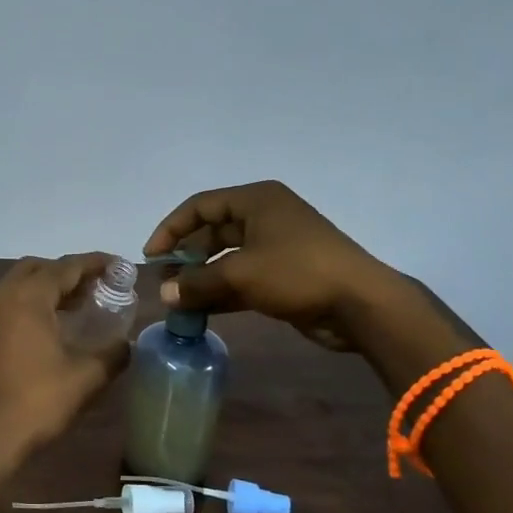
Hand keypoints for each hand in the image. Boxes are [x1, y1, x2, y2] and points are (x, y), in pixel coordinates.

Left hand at [0, 254, 129, 464]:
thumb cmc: (38, 400)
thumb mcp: (87, 377)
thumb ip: (113, 353)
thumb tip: (126, 343)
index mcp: (29, 297)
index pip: (66, 267)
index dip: (95, 263)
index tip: (120, 266)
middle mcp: (6, 296)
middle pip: (40, 267)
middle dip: (70, 271)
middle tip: (99, 285)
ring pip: (23, 283)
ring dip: (51, 286)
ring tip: (84, 303)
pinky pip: (14, 301)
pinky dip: (36, 301)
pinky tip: (58, 324)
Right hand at [143, 181, 396, 351]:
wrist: (360, 304)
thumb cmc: (297, 272)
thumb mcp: (240, 275)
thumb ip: (197, 283)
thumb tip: (164, 294)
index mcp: (256, 201)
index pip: (200, 206)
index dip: (171, 229)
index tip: (152, 256)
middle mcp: (264, 217)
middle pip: (212, 231)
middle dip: (186, 257)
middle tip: (165, 281)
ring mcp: (276, 246)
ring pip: (226, 258)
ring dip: (202, 278)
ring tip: (178, 300)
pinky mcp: (283, 274)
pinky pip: (242, 278)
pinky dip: (221, 292)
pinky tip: (201, 311)